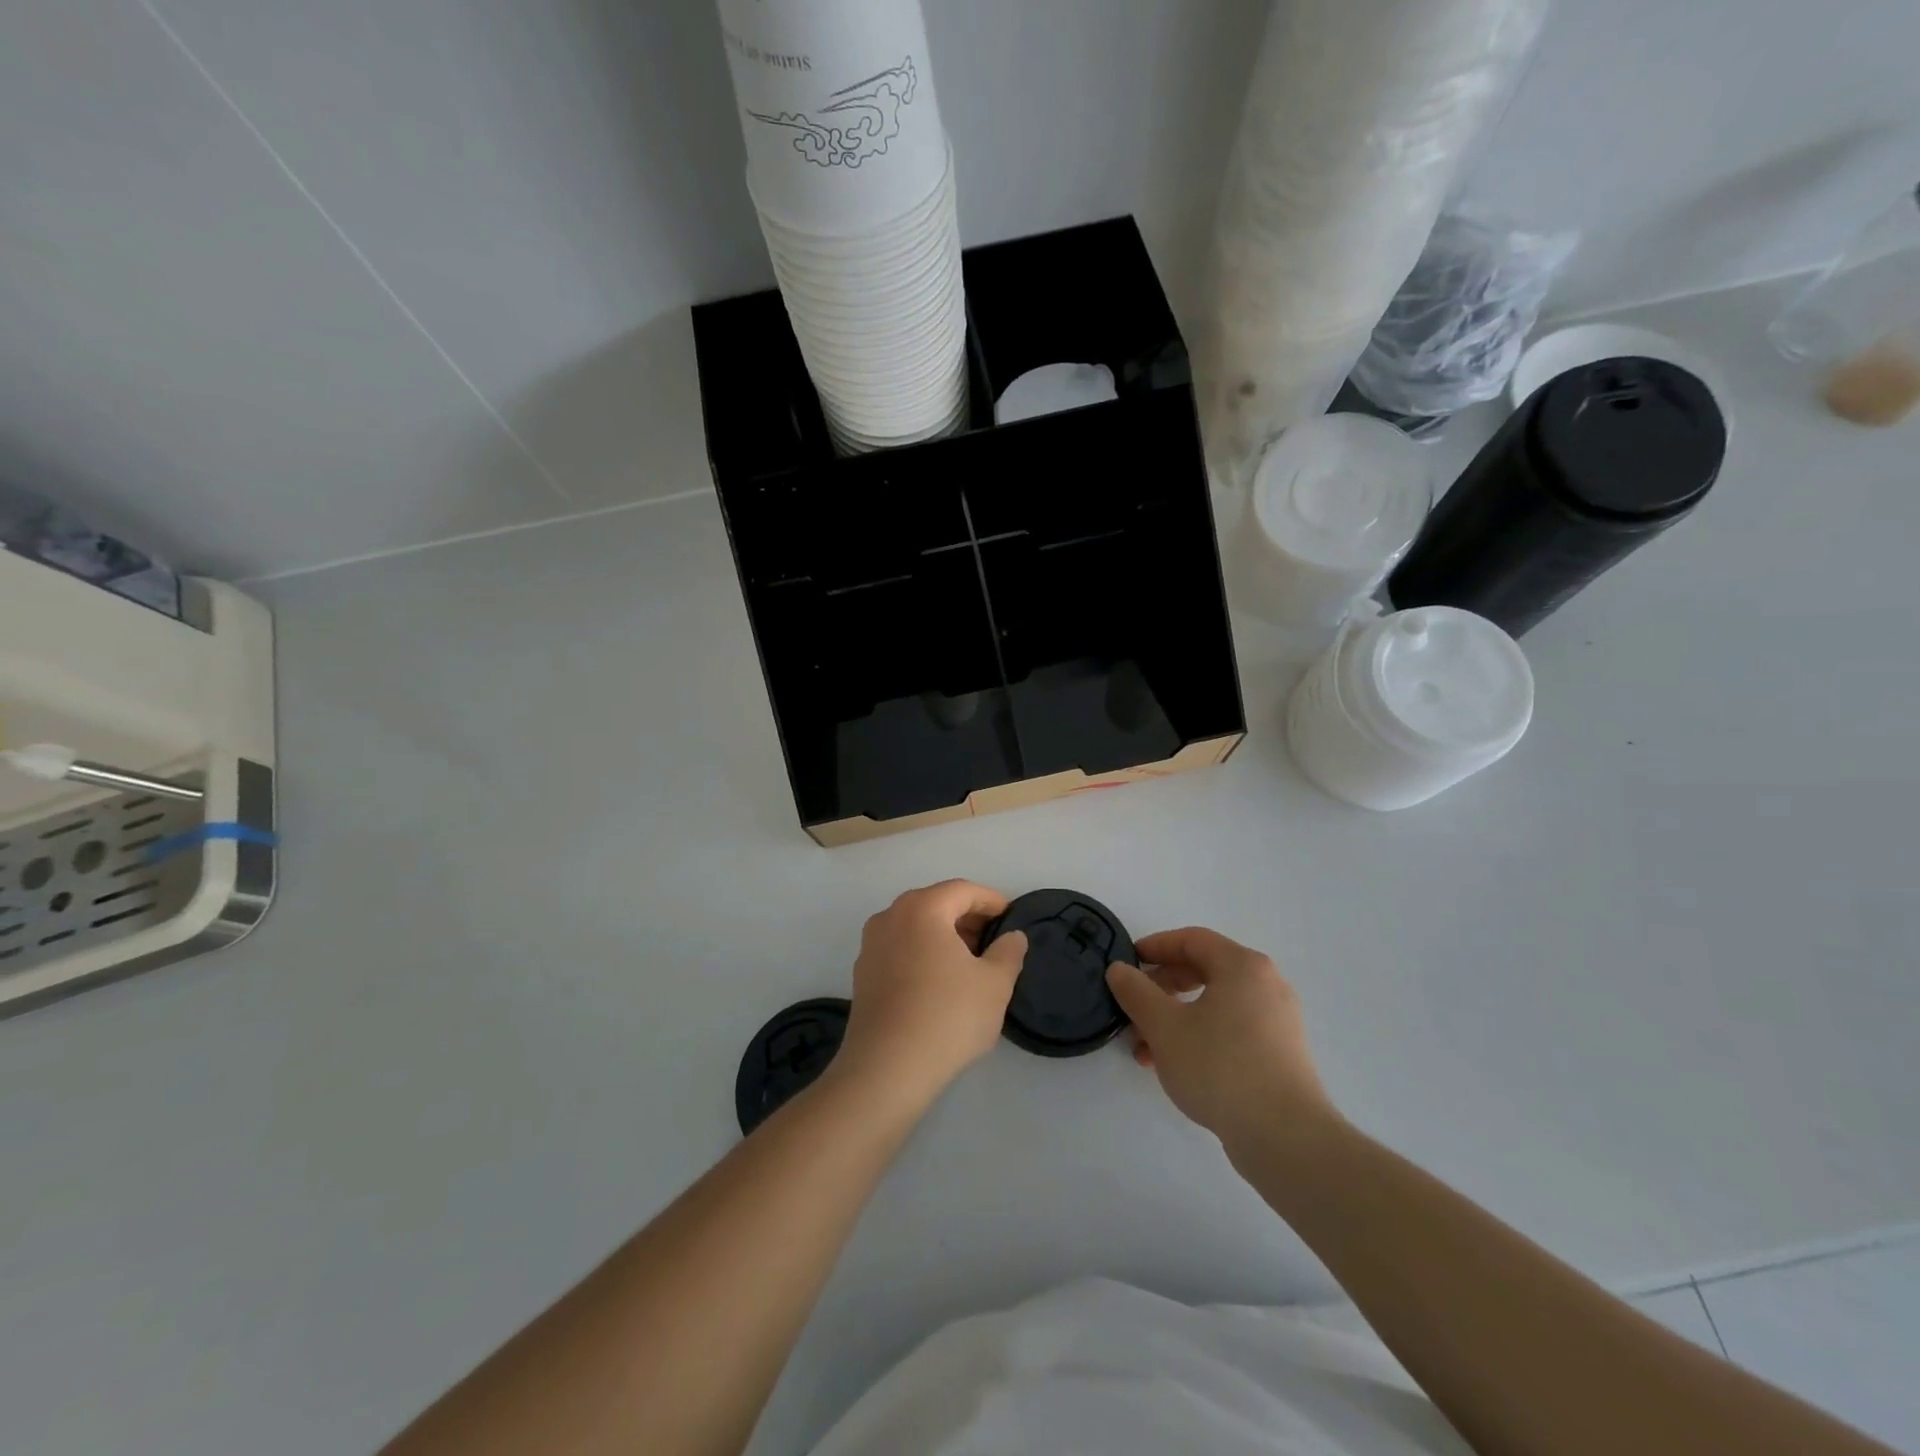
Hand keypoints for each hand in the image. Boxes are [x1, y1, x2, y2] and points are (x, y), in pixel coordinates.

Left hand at [835, 880, 1028, 1107]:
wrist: (886, 1070)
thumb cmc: (947, 1017)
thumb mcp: (994, 985)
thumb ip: (1008, 953)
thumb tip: (1012, 937)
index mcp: (922, 909)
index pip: (962, 890)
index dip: (991, 901)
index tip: (1010, 918)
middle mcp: (890, 917)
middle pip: (935, 904)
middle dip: (967, 918)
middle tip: (993, 942)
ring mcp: (870, 946)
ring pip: (915, 927)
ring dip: (944, 937)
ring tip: (970, 964)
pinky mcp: (861, 975)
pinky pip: (899, 949)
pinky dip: (922, 954)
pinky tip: (940, 984)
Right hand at [1107, 927, 1337, 1156]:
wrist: (1285, 1138)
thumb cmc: (1220, 1067)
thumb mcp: (1164, 1026)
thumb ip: (1136, 992)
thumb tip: (1119, 970)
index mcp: (1243, 966)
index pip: (1191, 940)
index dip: (1155, 947)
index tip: (1126, 963)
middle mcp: (1266, 985)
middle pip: (1203, 971)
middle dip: (1161, 989)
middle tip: (1133, 1008)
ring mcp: (1277, 1021)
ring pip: (1215, 1005)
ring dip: (1175, 1018)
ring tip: (1145, 1048)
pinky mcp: (1280, 1054)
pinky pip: (1231, 1029)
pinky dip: (1200, 1036)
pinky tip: (1175, 1066)